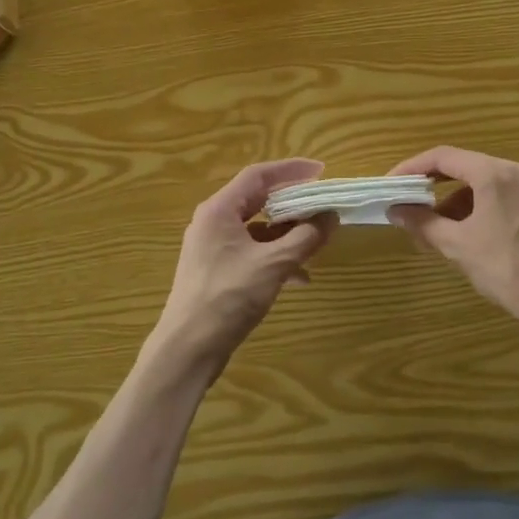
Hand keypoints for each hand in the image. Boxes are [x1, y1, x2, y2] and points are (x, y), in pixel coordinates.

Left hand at [147, 159, 335, 379]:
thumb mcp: (274, 265)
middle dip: (292, 202)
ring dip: (286, 233)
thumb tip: (331, 217)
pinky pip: (251, 252)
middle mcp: (213, 222)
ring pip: (256, 229)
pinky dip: (275, 257)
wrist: (188, 349)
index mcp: (219, 210)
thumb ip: (305, 237)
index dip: (290, 170)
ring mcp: (212, 248)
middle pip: (257, 200)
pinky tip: (300, 277)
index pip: (258, 175)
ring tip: (316, 240)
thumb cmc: (228, 297)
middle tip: (321, 203)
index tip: (320, 171)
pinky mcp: (216, 271)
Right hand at [388, 146, 518, 348]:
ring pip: (483, 183)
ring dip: (455, 201)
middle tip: (409, 205)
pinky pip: (501, 195)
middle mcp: (516, 171)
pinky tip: (467, 234)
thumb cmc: (508, 269)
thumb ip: (423, 223)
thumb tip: (395, 210)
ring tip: (436, 229)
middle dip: (433, 187)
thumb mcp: (458, 246)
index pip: (443, 157)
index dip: (412, 168)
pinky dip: (478, 207)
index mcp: (494, 174)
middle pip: (464, 167)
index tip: (391, 184)